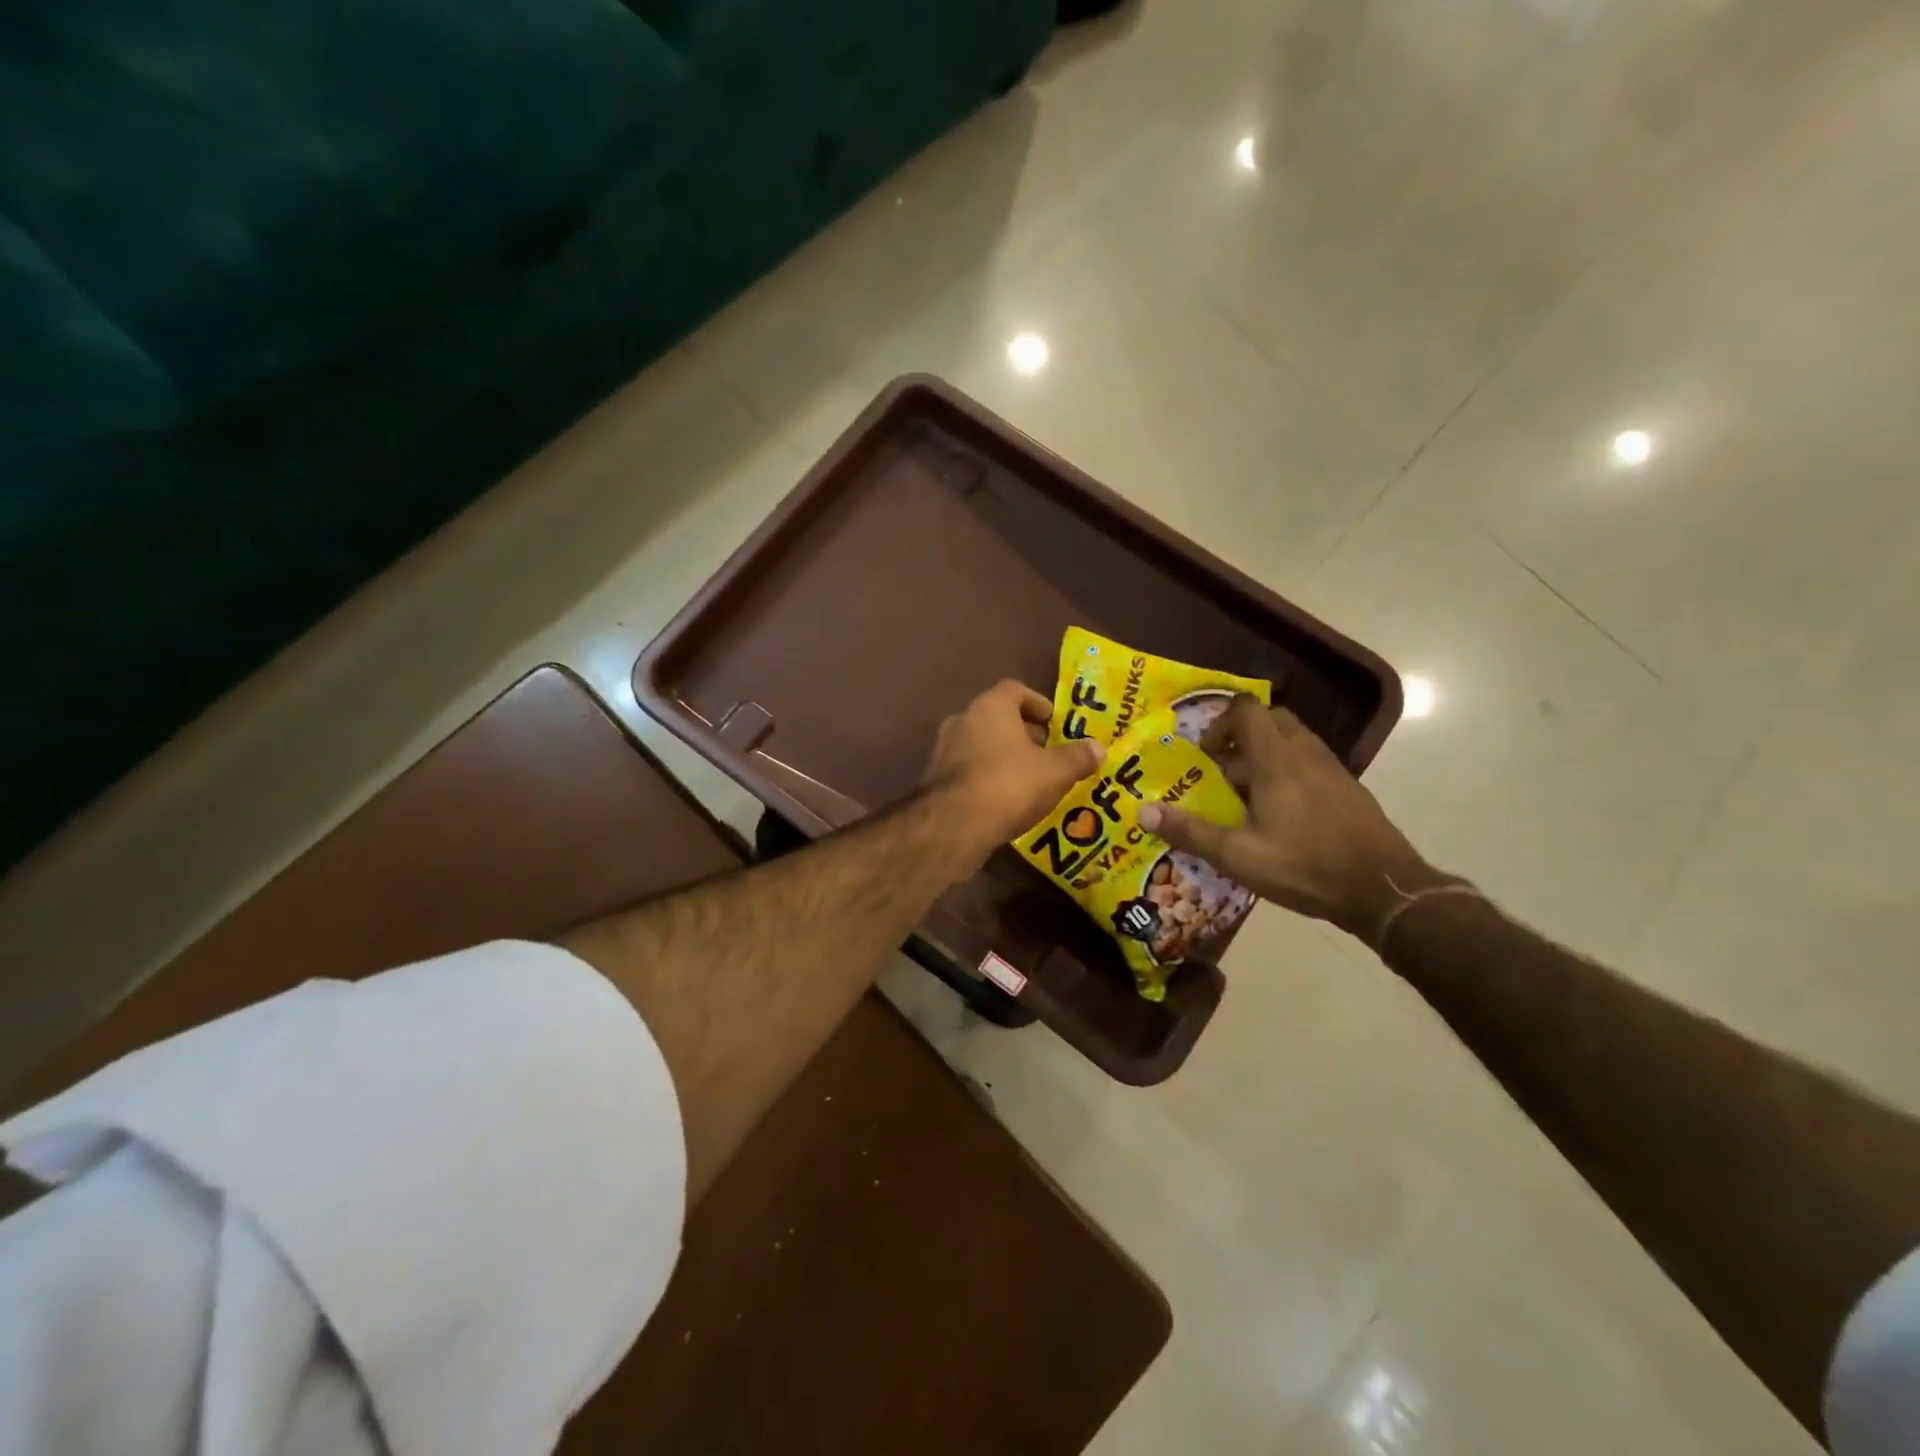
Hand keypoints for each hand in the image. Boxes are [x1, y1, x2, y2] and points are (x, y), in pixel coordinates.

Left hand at [924, 679, 1103, 871]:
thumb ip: (1077, 757)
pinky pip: (968, 769)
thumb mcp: (1055, 772)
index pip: (1015, 690)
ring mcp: (943, 749)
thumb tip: (1098, 748)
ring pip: (981, 744)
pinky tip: (1005, 801)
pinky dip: (987, 777)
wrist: (953, 826)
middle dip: (1024, 734)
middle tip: (1048, 755)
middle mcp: (962, 719)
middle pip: (997, 717)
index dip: (1038, 704)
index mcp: (990, 706)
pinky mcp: (935, 779)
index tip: (1056, 724)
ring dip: (1004, 757)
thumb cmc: (1009, 785)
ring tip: (1030, 780)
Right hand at [1136, 696, 1445, 937]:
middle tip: (1223, 771)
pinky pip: (1311, 762)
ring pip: (1293, 740)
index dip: (1220, 722)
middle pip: (1270, 719)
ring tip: (1248, 795)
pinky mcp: (1349, 788)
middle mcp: (1305, 752)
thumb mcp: (1238, 855)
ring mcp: (1332, 768)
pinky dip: (1290, 772)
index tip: (1206, 755)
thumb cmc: (1305, 865)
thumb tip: (1142, 812)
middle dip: (1241, 736)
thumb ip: (1190, 832)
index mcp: (1276, 759)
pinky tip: (1282, 814)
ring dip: (1266, 754)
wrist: (1385, 889)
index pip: (1246, 709)